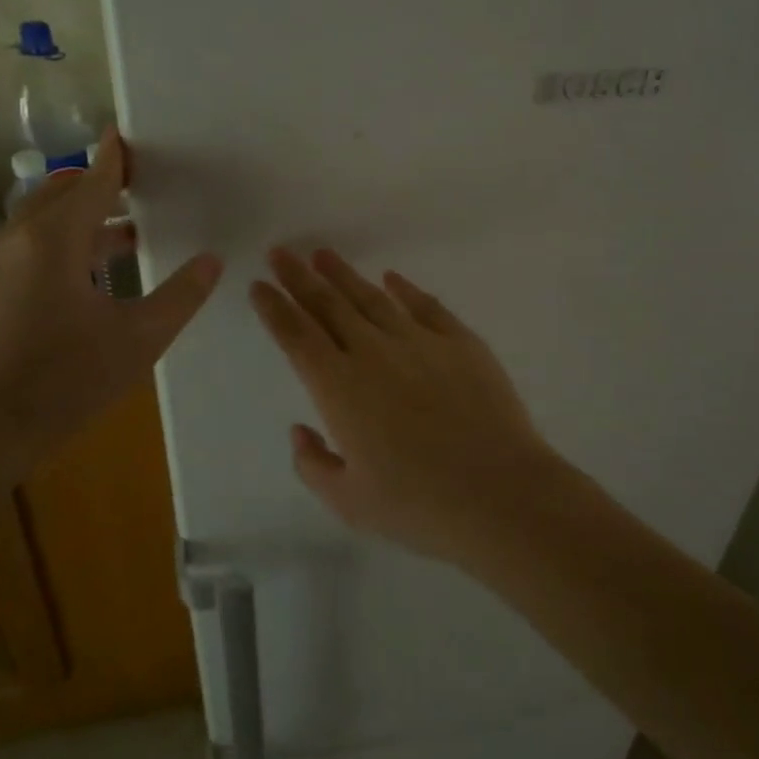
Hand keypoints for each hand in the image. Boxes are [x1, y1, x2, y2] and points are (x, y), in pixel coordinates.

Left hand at [0, 130, 221, 464]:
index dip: (114, 158)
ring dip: (79, 221)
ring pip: (38, 224)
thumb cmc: (63, 382)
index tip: (125, 135)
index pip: (91, 183)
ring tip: (123, 238)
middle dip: (96, 186)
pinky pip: (23, 251)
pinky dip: (57, 246)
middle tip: (136, 188)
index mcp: (53, 241)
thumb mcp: (138, 340)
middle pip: (58, 194)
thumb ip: (180, 296)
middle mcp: (14, 241)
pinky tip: (82, 281)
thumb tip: (211, 262)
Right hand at [249, 249, 572, 564]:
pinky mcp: (461, 342)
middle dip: (299, 277)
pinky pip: (426, 306)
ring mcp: (420, 342)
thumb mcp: (349, 502)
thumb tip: (300, 431)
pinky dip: (404, 289)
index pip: (296, 337)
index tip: (259, 285)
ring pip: (372, 299)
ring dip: (344, 275)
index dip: (274, 308)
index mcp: (339, 388)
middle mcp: (374, 353)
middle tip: (281, 253)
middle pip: (328, 305)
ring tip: (324, 255)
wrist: (499, 493)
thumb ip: (314, 464)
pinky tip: (391, 278)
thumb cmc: (418, 505)